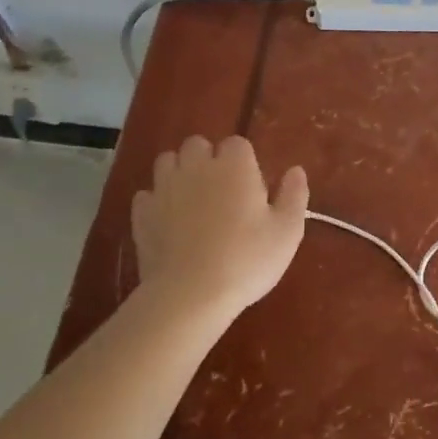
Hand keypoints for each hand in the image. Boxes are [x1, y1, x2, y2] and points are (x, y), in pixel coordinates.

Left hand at [131, 136, 308, 318]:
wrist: (190, 295)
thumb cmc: (246, 259)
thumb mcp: (287, 231)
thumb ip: (294, 195)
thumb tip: (296, 170)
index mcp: (235, 165)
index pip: (237, 144)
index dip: (244, 162)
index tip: (251, 188)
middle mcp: (197, 166)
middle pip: (198, 144)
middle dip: (208, 159)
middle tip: (222, 191)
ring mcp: (164, 188)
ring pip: (168, 161)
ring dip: (179, 172)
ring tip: (192, 200)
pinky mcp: (141, 213)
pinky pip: (147, 194)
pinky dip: (157, 201)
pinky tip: (168, 221)